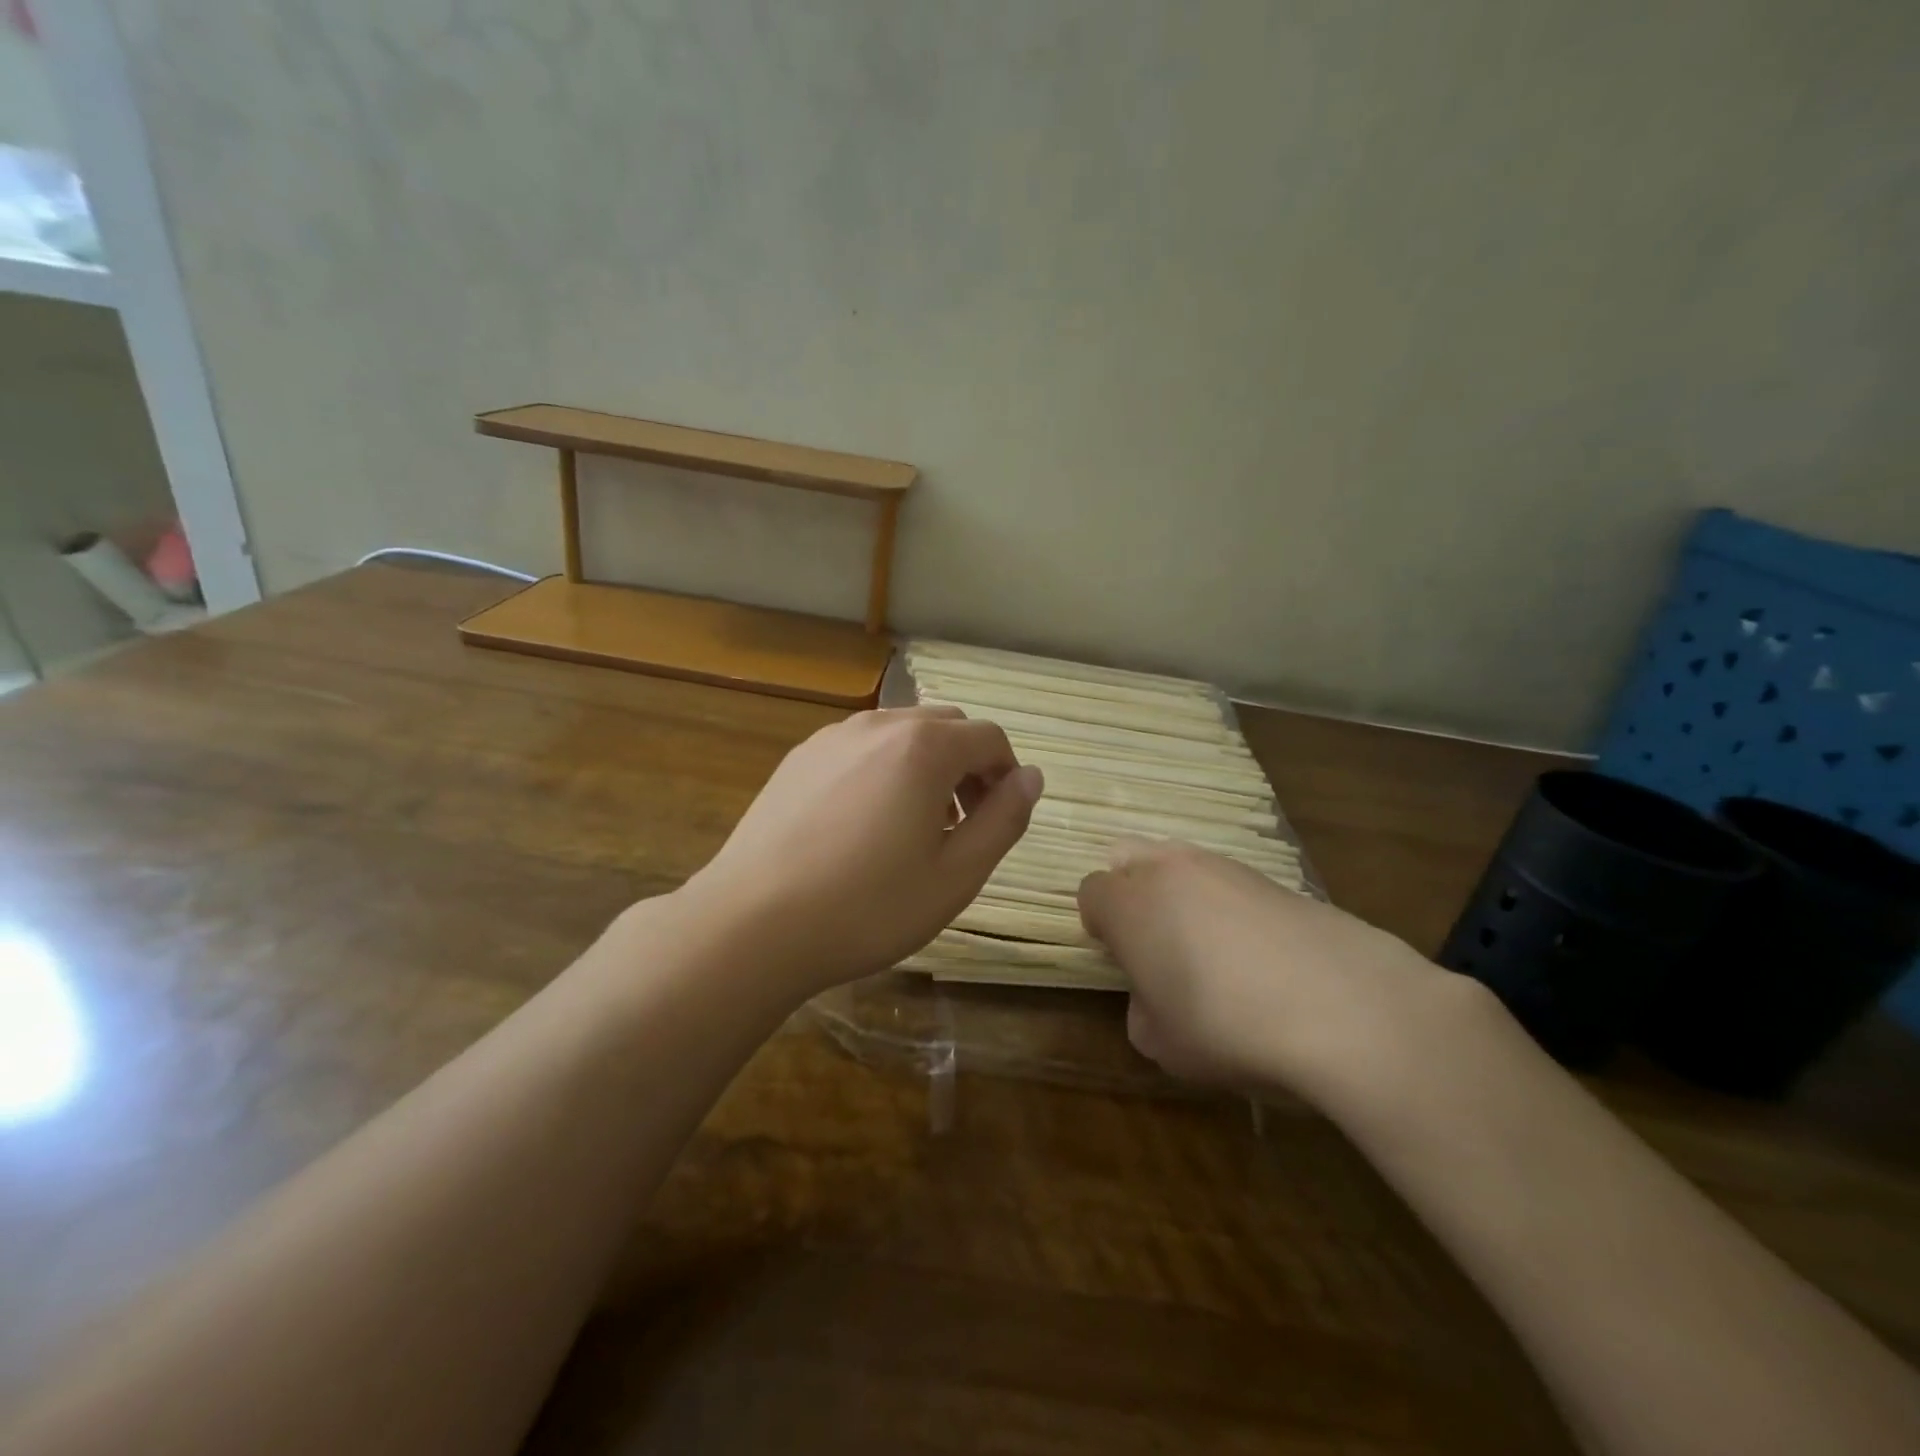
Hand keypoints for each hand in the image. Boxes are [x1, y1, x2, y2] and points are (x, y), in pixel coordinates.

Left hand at [686, 707, 1042, 993]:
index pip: (989, 737)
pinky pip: (860, 748)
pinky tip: (864, 824)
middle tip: (962, 826)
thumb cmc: (867, 907)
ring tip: (914, 827)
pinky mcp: (799, 758)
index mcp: (924, 747)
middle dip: (968, 766)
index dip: (1007, 775)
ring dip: (926, 766)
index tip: (1000, 819)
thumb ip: (1003, 820)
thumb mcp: (956, 875)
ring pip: (901, 734)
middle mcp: (879, 725)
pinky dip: (883, 769)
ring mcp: (832, 737)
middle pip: (946, 727)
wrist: (751, 924)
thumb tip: (1031, 777)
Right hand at [1078, 839, 1462, 1103]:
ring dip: (1179, 894)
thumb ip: (1141, 1009)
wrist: (1344, 1006)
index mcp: (1129, 904)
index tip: (1123, 961)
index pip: (1090, 892)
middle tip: (1156, 944)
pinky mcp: (1272, 876)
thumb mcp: (1162, 1043)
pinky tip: (1259, 952)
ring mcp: (1223, 866)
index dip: (1100, 926)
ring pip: (1179, 863)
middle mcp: (1168, 869)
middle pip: (1127, 858)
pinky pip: (1228, 881)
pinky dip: (1228, 905)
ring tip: (1212, 950)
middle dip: (1131, 893)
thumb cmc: (1228, 1027)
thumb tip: (1156, 994)